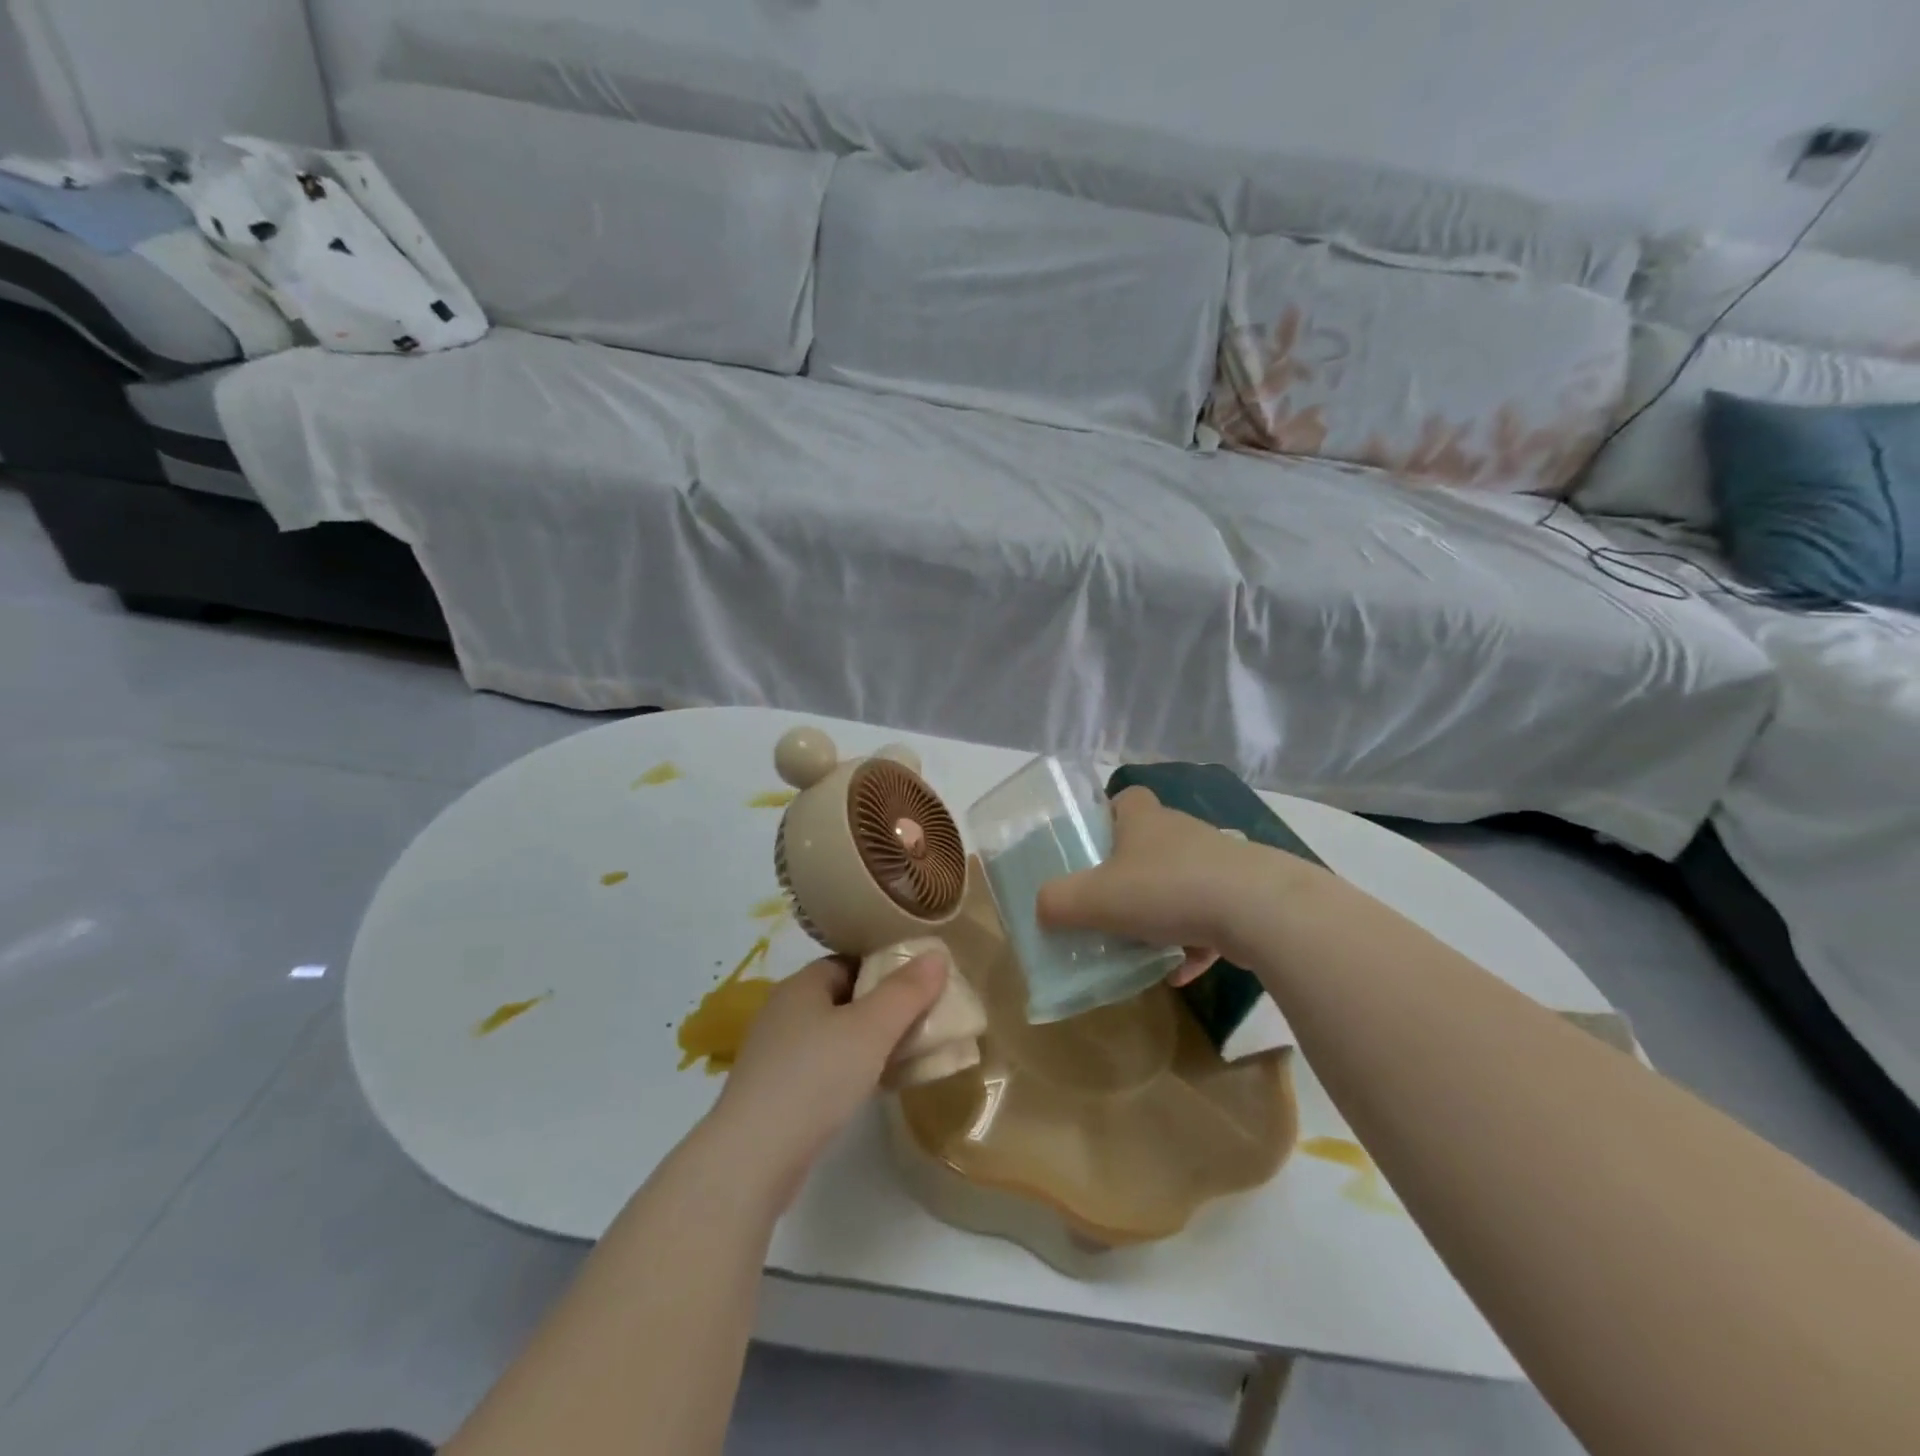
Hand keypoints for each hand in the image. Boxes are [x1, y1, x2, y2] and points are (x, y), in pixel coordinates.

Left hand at [708, 953, 948, 1208]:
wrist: (753, 1158)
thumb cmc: (816, 1077)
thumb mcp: (872, 1029)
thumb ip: (907, 991)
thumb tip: (937, 954)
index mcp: (801, 985)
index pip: (848, 961)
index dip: (884, 970)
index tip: (918, 987)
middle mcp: (783, 1011)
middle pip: (841, 998)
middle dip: (879, 1008)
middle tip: (919, 1022)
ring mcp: (774, 1054)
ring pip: (831, 1035)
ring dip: (865, 1043)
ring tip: (902, 1056)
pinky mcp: (773, 1092)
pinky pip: (820, 1067)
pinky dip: (847, 1070)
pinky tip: (869, 1088)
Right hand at [1037, 786, 1311, 978]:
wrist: (1258, 910)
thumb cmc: (1166, 890)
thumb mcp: (1095, 899)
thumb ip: (1058, 902)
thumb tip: (1042, 909)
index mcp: (1144, 819)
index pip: (1124, 799)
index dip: (1106, 817)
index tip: (1091, 848)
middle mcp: (1182, 832)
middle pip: (1149, 845)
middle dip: (1129, 874)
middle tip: (1108, 905)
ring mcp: (1218, 863)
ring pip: (1180, 883)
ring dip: (1161, 913)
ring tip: (1140, 946)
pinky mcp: (1245, 895)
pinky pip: (1209, 919)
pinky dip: (1192, 943)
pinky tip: (1179, 972)